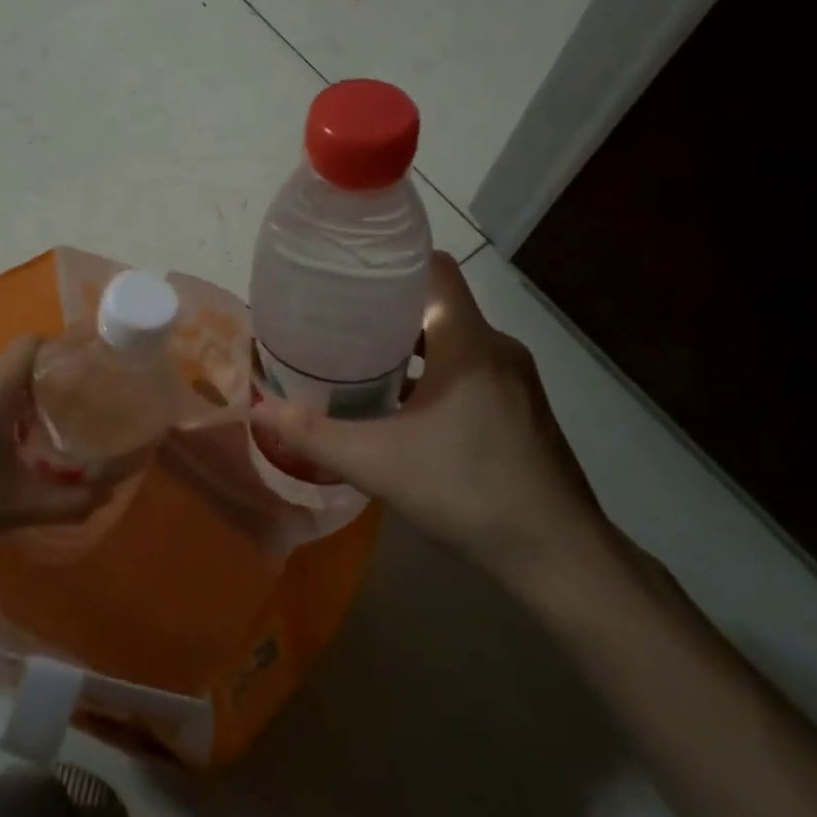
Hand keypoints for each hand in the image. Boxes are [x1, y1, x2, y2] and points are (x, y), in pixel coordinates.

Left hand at [0, 335, 120, 571]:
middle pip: (10, 365)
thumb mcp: (15, 508)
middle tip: (56, 424)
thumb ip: (69, 500)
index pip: (32, 342)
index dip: (59, 351)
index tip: (79, 376)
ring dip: (2, 403)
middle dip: (36, 389)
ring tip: (15, 443)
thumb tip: (111, 493)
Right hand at [249, 253, 615, 594]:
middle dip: (387, 308)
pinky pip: (471, 368)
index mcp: (468, 341)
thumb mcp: (377, 463)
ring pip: (455, 339)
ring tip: (362, 362)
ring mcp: (515, 379)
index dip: (393, 260)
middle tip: (338, 321)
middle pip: (438, 303)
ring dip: (412, 346)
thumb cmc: (467, 491)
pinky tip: (406, 409)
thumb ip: (314, 434)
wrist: (559, 555)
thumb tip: (257, 408)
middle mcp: (496, 348)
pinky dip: (436, 373)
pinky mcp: (522, 408)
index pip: (435, 267)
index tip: (349, 273)